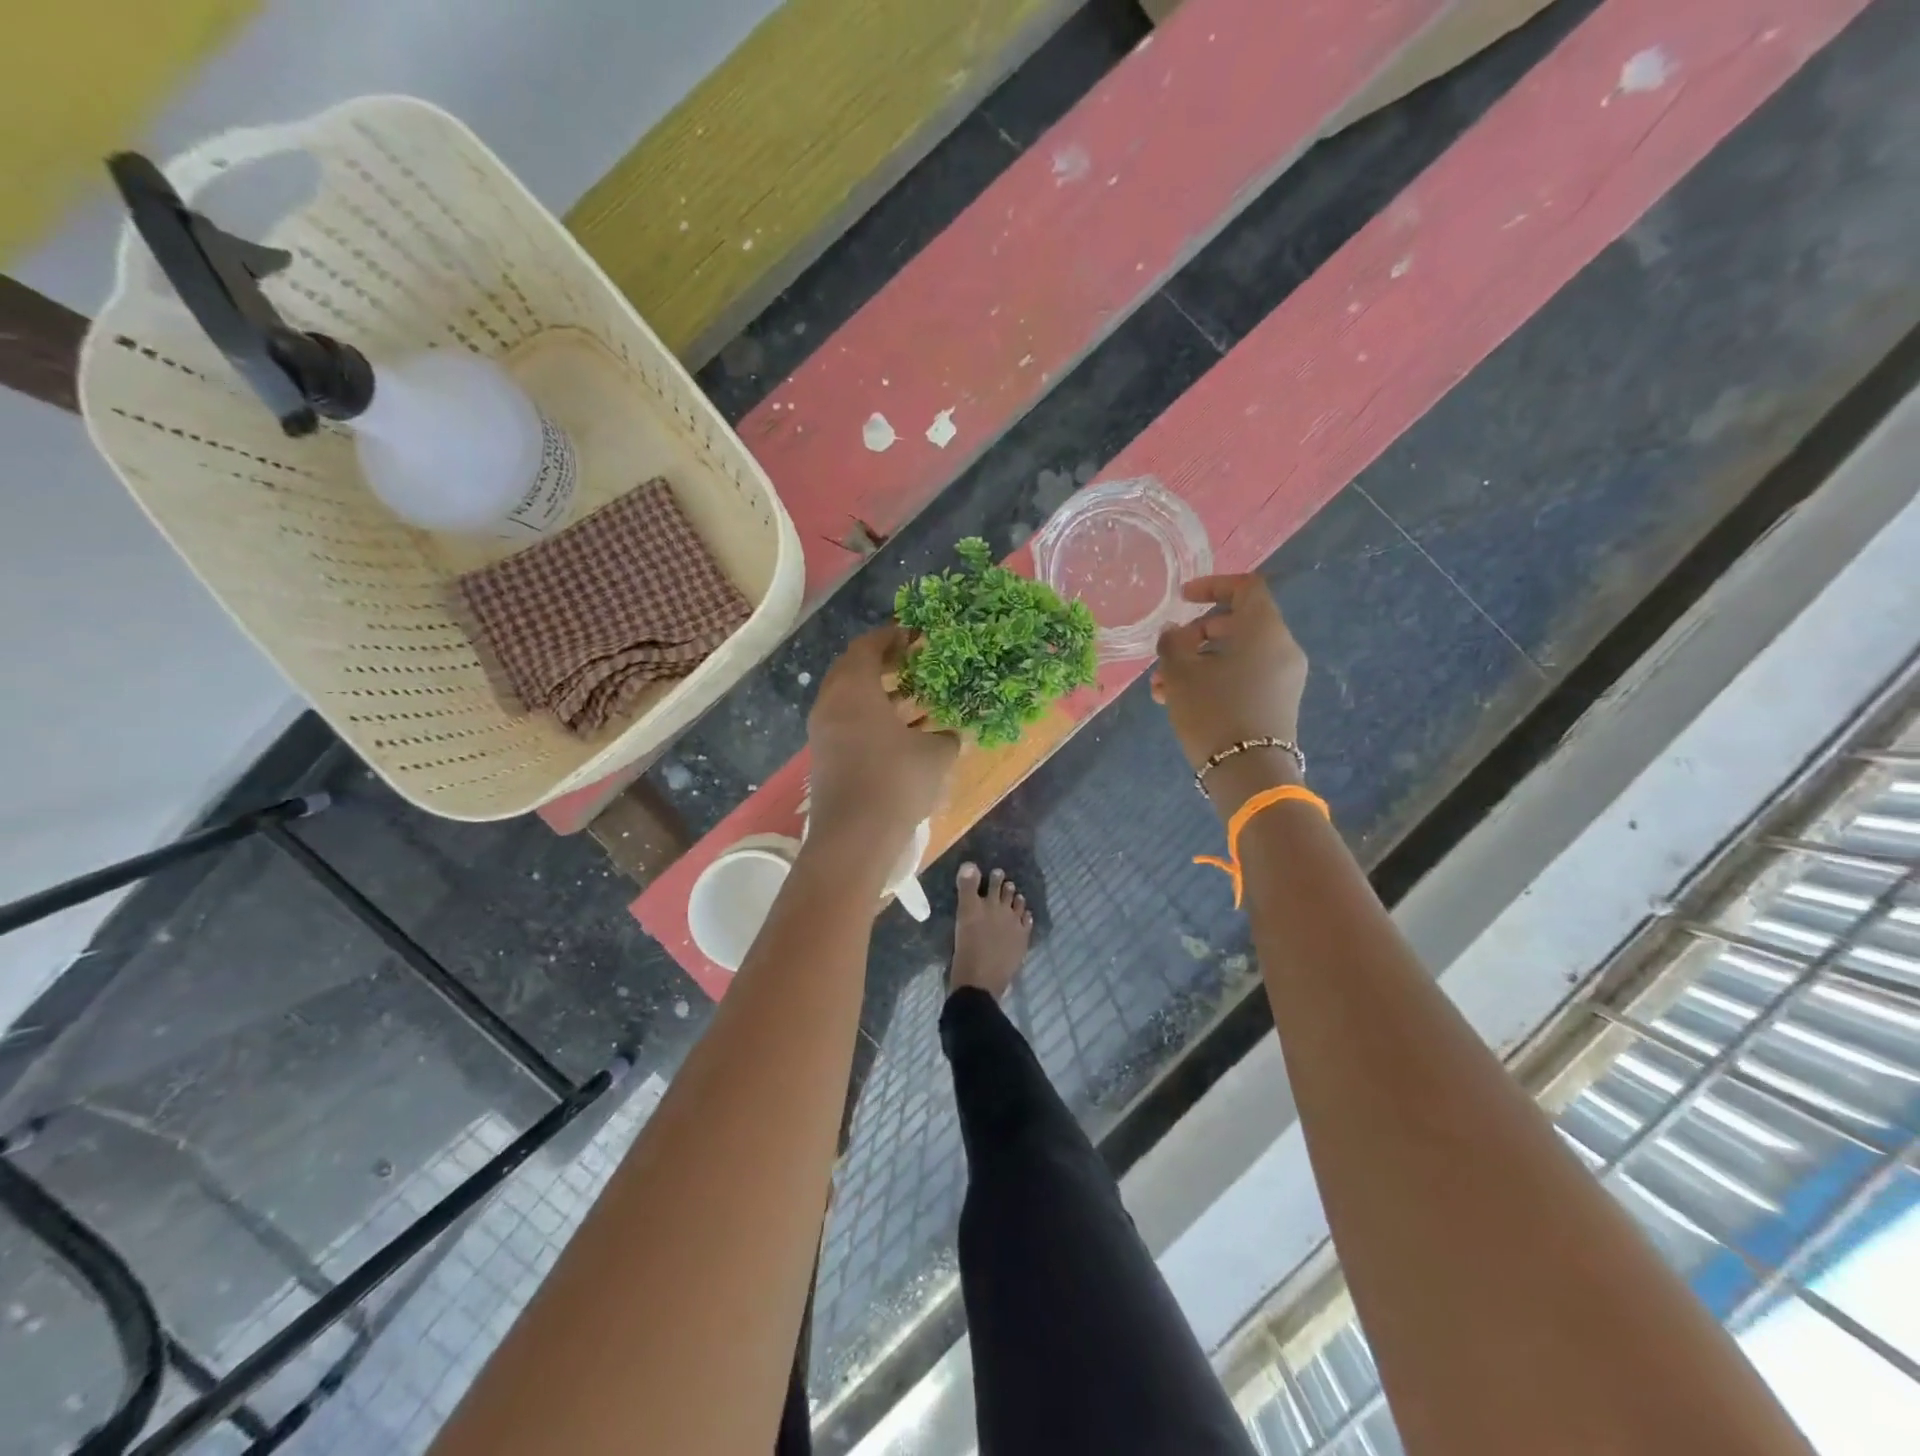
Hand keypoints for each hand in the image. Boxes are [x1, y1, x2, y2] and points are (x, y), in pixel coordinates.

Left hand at [807, 626, 960, 866]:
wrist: (854, 837)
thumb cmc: (896, 781)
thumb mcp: (936, 754)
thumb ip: (945, 737)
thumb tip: (948, 735)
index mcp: (853, 688)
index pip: (867, 647)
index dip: (891, 637)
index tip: (914, 636)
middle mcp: (831, 704)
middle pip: (851, 669)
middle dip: (881, 663)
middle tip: (911, 664)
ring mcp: (822, 733)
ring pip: (848, 699)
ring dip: (876, 694)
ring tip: (910, 698)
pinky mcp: (824, 758)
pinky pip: (846, 723)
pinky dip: (869, 719)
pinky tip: (898, 734)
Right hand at [1152, 575, 1308, 810]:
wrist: (1249, 773)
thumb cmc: (1213, 712)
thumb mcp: (1181, 674)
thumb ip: (1172, 643)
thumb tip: (1173, 632)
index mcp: (1264, 629)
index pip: (1246, 587)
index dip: (1212, 585)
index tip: (1182, 599)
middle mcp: (1282, 647)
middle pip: (1238, 623)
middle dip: (1197, 634)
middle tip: (1168, 654)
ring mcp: (1284, 677)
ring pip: (1237, 654)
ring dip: (1199, 663)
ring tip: (1163, 688)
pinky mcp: (1279, 702)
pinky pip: (1246, 676)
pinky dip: (1216, 678)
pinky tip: (1181, 702)